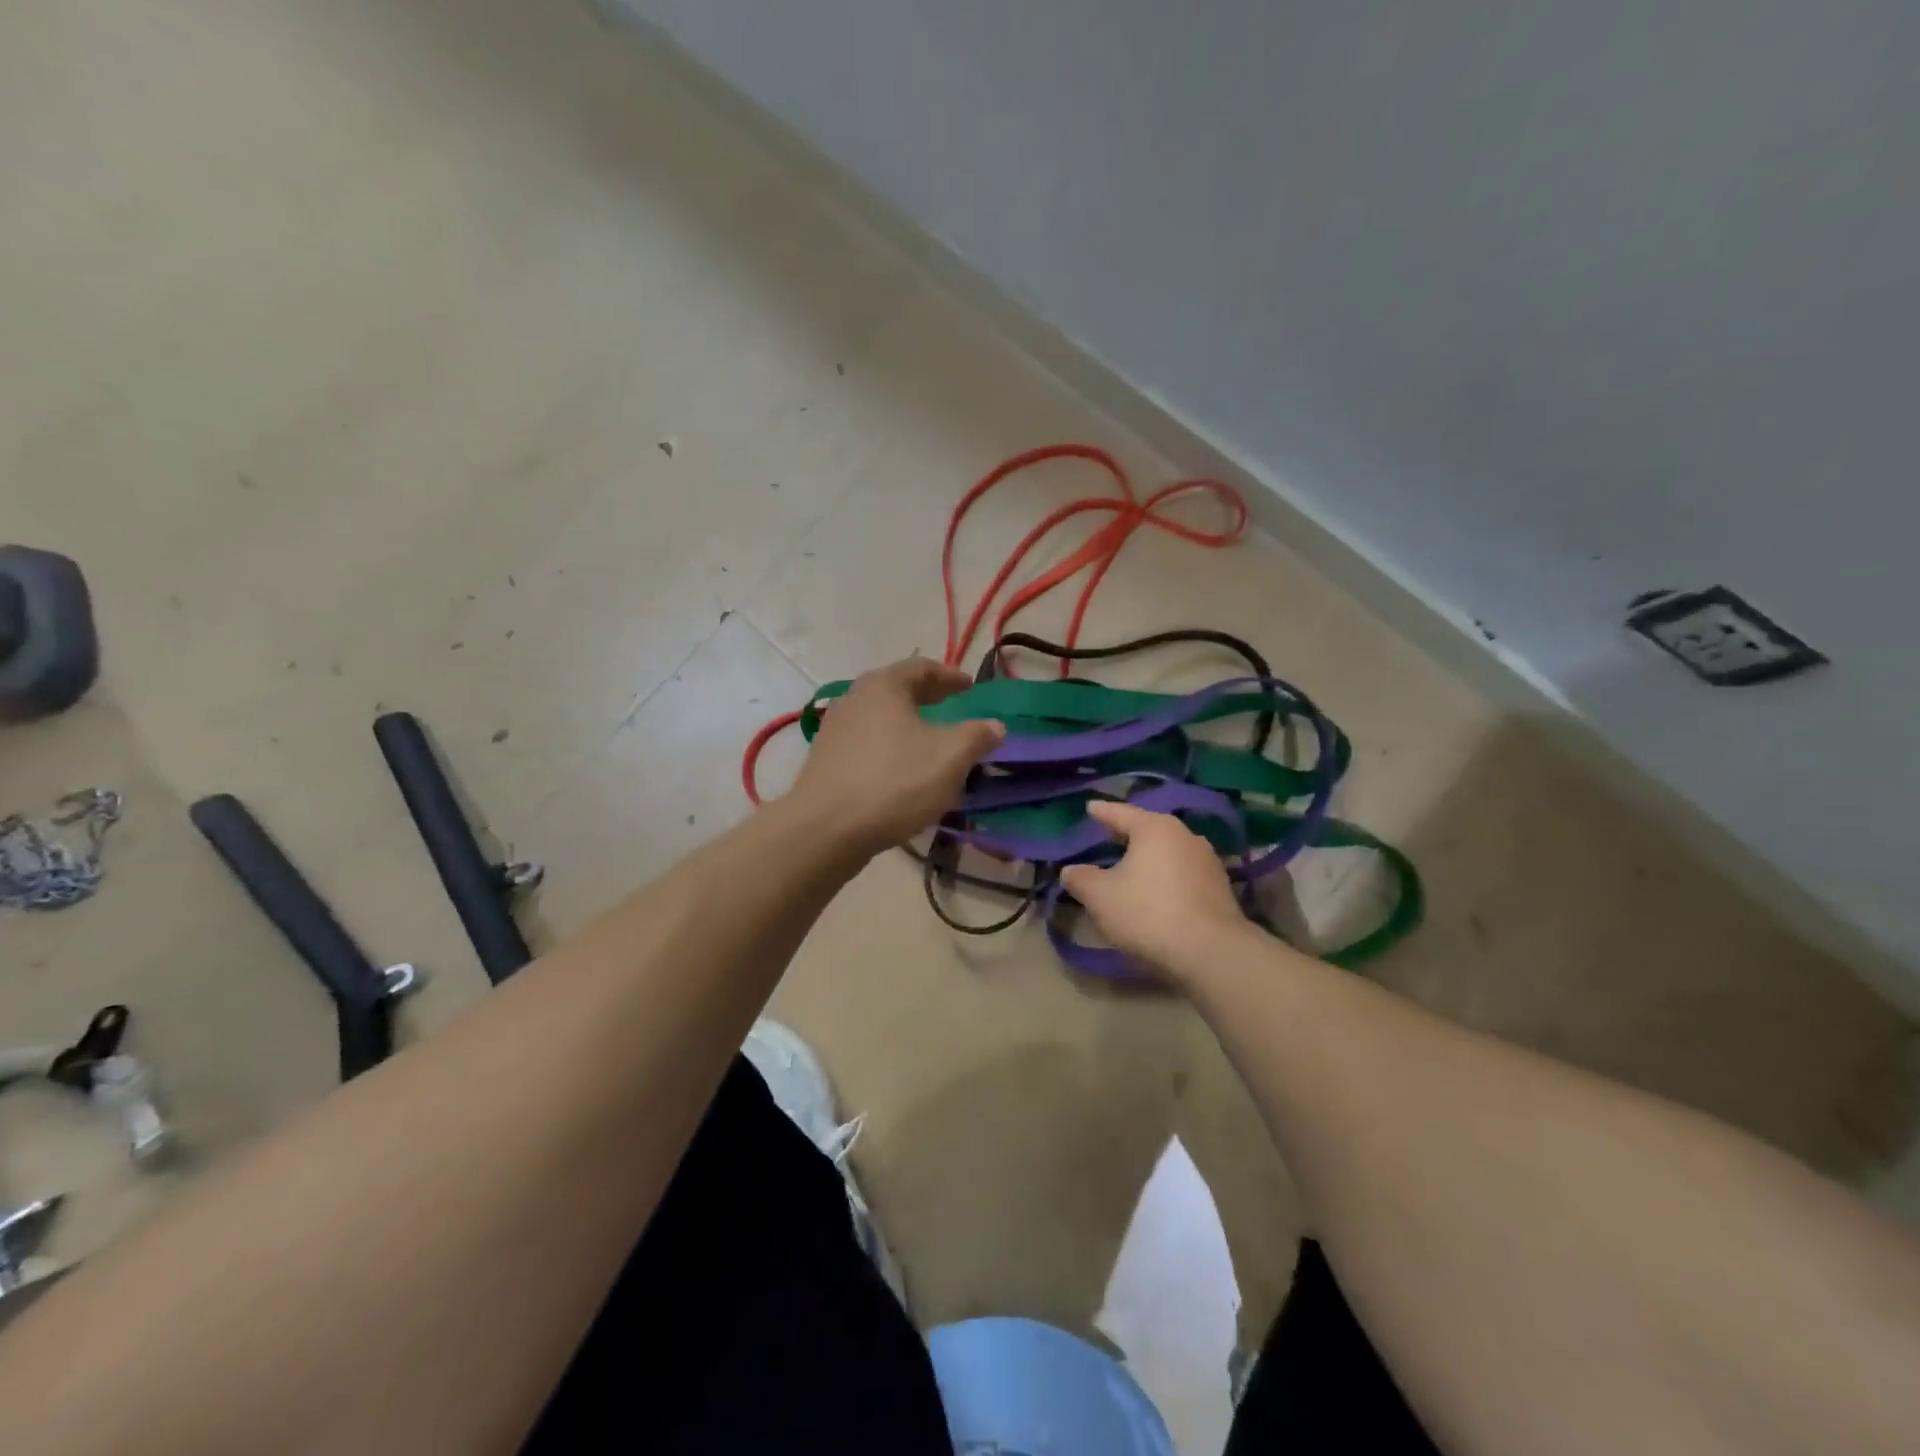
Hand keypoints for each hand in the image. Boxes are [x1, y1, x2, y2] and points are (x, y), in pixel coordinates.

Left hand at [789, 657, 1003, 855]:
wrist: (826, 829)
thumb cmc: (895, 781)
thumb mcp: (950, 756)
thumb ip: (977, 736)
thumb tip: (995, 726)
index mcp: (884, 685)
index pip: (923, 667)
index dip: (950, 676)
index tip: (970, 687)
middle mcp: (855, 698)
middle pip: (898, 690)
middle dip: (928, 698)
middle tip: (953, 707)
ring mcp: (835, 730)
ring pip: (882, 718)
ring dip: (909, 725)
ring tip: (931, 742)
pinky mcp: (827, 761)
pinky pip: (868, 744)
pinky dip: (891, 748)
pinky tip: (904, 771)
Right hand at [1058, 801, 1250, 980]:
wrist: (1212, 953)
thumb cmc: (1148, 913)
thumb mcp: (1100, 897)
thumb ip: (1080, 879)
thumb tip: (1070, 870)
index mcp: (1154, 828)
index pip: (1121, 813)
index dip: (1102, 812)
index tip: (1090, 807)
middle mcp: (1185, 835)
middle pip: (1149, 829)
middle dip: (1128, 833)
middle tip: (1108, 835)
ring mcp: (1207, 861)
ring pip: (1169, 851)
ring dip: (1150, 857)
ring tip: (1132, 864)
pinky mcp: (1220, 887)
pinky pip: (1183, 873)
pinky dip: (1167, 876)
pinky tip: (1157, 890)